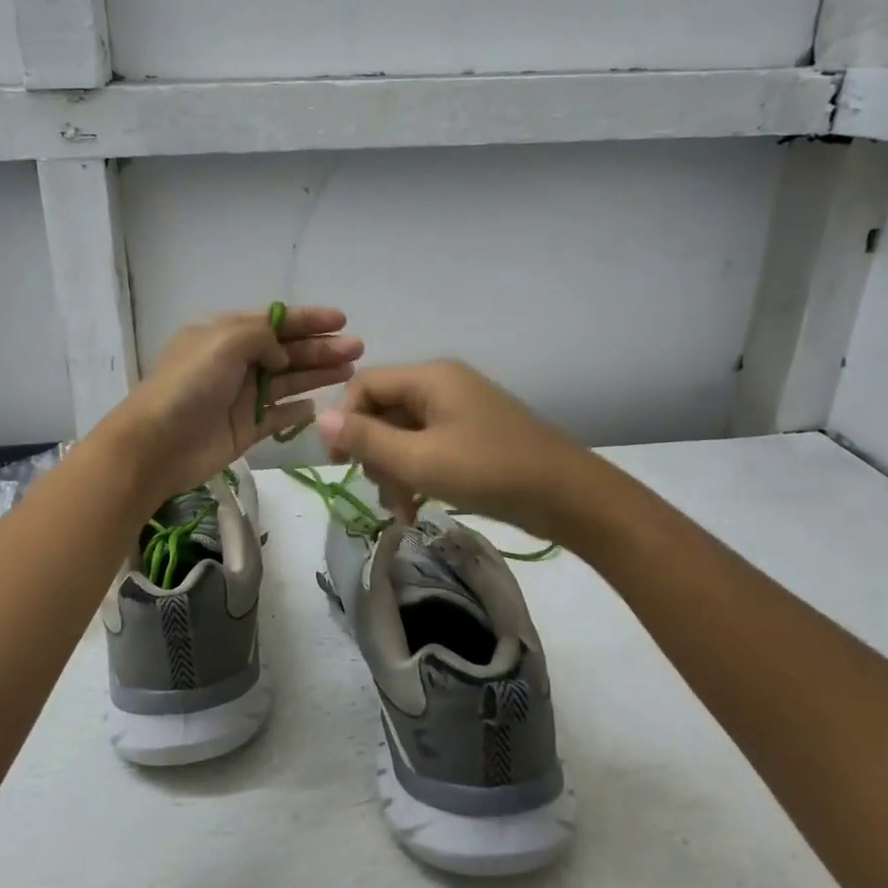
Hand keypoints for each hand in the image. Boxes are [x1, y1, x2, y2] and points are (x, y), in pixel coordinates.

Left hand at [102, 306, 361, 506]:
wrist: (157, 444)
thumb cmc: (189, 385)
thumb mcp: (223, 341)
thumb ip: (261, 336)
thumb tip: (281, 354)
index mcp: (224, 334)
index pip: (274, 320)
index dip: (308, 318)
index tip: (341, 319)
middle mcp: (235, 362)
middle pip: (286, 350)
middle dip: (321, 347)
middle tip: (357, 348)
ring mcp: (241, 396)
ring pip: (288, 381)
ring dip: (317, 373)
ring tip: (350, 371)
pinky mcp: (245, 428)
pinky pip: (279, 415)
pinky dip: (298, 410)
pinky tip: (319, 407)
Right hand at [317, 359, 592, 538]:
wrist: (568, 495)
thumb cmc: (489, 472)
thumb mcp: (419, 460)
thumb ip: (367, 440)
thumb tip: (319, 418)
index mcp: (430, 377)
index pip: (364, 384)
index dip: (344, 420)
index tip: (339, 461)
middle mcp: (442, 384)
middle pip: (383, 410)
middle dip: (374, 453)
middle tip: (381, 492)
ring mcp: (460, 409)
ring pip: (404, 433)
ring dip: (394, 470)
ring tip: (402, 510)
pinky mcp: (472, 434)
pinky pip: (428, 446)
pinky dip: (417, 473)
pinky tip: (416, 507)